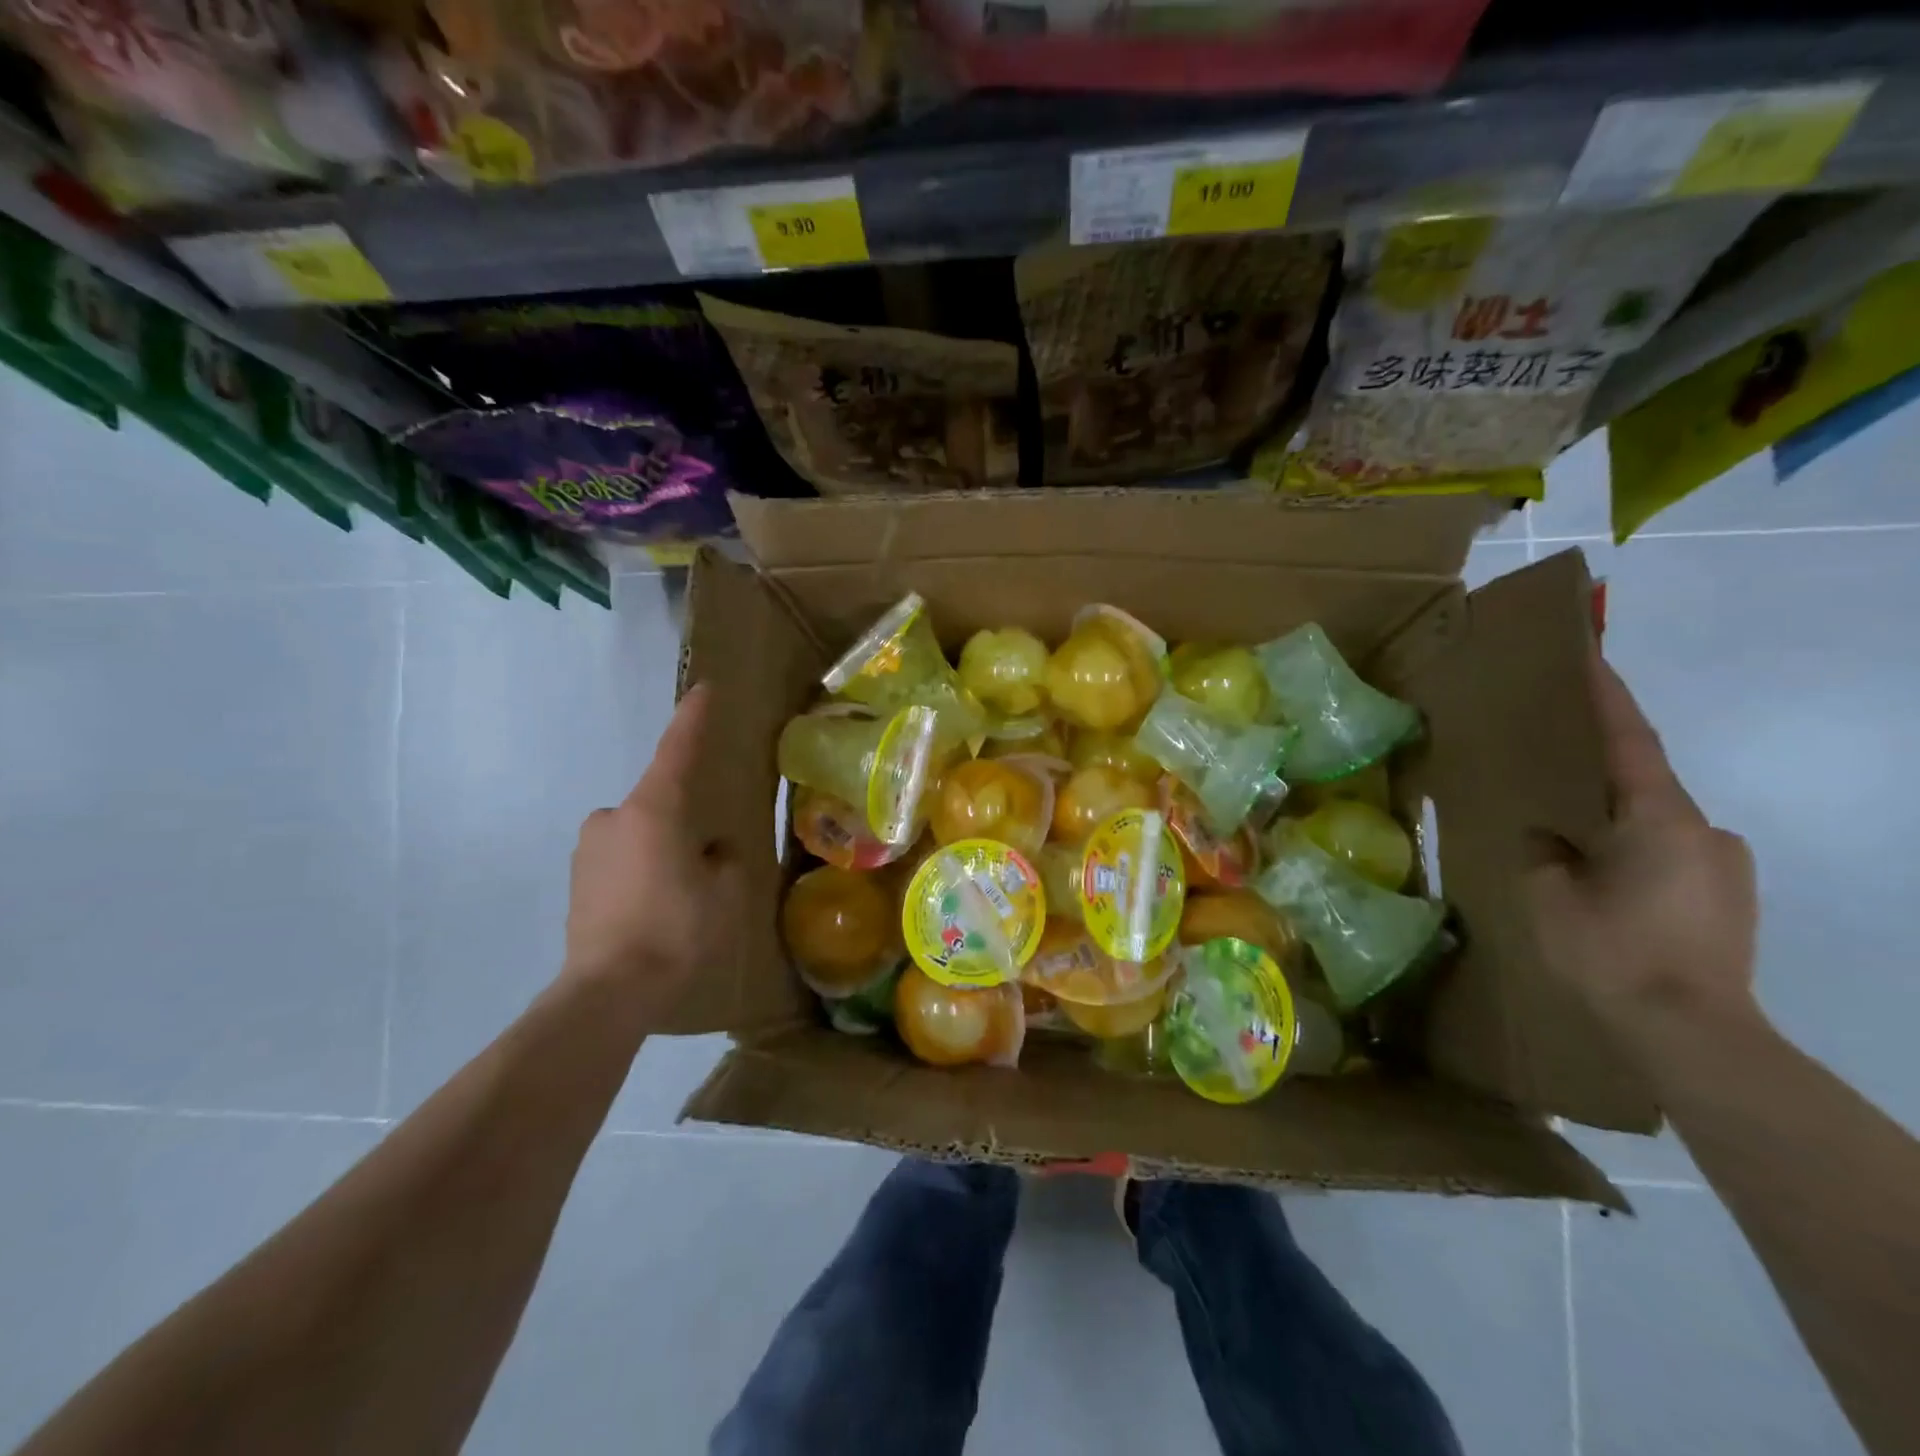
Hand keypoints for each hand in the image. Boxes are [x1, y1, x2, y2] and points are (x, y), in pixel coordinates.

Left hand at [562, 684, 742, 1026]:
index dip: (693, 719)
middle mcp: (613, 818)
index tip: (704, 690)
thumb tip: (711, 851)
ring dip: (660, 853)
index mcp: (653, 809)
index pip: (677, 750)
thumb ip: (724, 859)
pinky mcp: (576, 884)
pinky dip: (639, 877)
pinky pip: (620, 864)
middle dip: (682, 825)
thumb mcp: (724, 891)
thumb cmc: (676, 929)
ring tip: (679, 899)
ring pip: (639, 837)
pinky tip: (653, 915)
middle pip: (658, 804)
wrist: (608, 992)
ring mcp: (588, 851)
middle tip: (705, 864)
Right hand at [1526, 651, 1760, 1058]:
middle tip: (1551, 781)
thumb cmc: (1610, 950)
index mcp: (1661, 819)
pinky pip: (1670, 858)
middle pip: (1644, 786)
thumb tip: (1547, 838)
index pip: (1630, 743)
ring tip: (1570, 848)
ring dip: (1614, 826)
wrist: (1691, 1033)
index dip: (1608, 699)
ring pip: (1656, 828)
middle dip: (1599, 778)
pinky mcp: (1728, 902)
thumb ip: (1544, 853)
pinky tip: (1604, 886)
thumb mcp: (1548, 894)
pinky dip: (1633, 856)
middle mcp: (1706, 832)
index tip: (1591, 660)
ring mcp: (1725, 869)